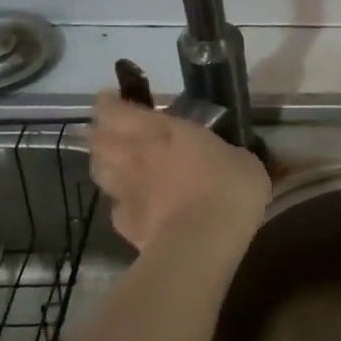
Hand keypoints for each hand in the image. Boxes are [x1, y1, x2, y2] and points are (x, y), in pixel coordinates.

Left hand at [88, 89, 270, 250]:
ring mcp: (124, 191)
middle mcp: (134, 155)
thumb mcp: (243, 161)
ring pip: (98, 170)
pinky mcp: (123, 224)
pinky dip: (122, 203)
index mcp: (161, 131)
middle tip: (115, 132)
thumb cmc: (228, 189)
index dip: (108, 103)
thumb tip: (231, 157)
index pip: (116, 110)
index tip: (112, 99)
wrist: (203, 242)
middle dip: (101, 133)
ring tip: (118, 165)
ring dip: (105, 164)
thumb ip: (227, 154)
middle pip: (97, 139)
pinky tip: (137, 206)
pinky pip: (116, 207)